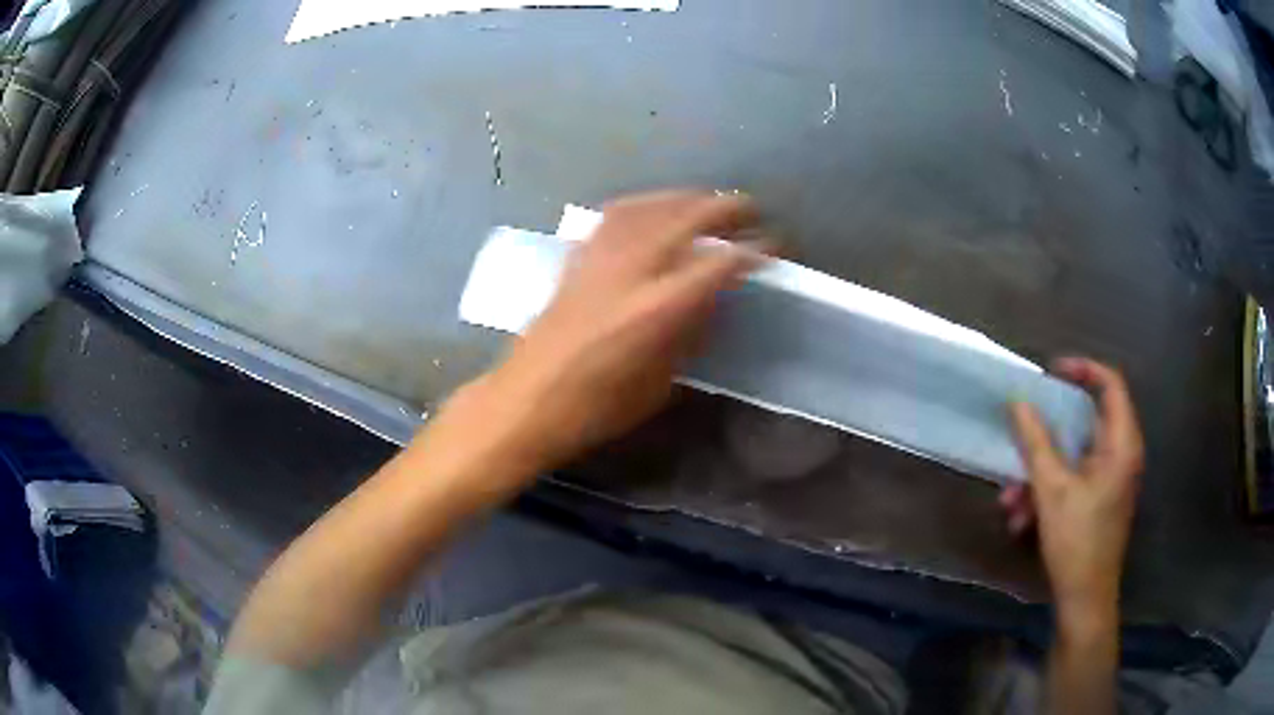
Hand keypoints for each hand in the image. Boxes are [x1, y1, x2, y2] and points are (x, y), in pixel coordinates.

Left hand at [479, 190, 767, 471]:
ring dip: (685, 198)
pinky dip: (644, 204)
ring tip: (707, 202)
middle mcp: (629, 271)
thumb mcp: (658, 383)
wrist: (526, 402)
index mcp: (655, 310)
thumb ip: (688, 335)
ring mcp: (599, 259)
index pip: (716, 264)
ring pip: (649, 207)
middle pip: (684, 219)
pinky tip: (654, 209)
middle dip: (724, 208)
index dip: (751, 251)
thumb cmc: (596, 409)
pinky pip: (615, 215)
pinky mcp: (576, 258)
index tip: (772, 246)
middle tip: (750, 209)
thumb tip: (710, 300)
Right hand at [1000, 358, 1143, 630]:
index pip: (1110, 384)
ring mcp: (1111, 478)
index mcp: (1121, 443)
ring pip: (1075, 454)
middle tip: (1023, 429)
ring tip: (1010, 498)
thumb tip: (1018, 402)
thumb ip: (1036, 442)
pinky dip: (1048, 489)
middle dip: (1048, 432)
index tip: (1051, 373)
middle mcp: (1121, 454)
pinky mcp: (1100, 498)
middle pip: (1088, 420)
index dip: (1082, 369)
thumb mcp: (1051, 490)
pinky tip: (1021, 518)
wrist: (1085, 598)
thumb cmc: (1076, 541)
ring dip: (1040, 470)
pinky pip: (1073, 478)